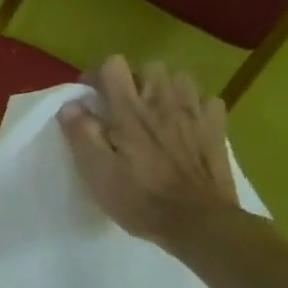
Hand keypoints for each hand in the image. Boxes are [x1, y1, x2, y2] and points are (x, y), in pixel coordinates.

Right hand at [59, 56, 236, 246]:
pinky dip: (194, 107)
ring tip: (155, 114)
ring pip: (179, 78)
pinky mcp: (216, 127)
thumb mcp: (97, 173)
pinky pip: (206, 101)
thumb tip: (70, 105)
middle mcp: (163, 101)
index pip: (113, 66)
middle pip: (149, 67)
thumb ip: (81, 134)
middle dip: (133, 82)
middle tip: (123, 110)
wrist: (197, 221)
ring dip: (164, 90)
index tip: (91, 100)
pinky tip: (185, 126)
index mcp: (129, 111)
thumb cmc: (139, 199)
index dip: (98, 77)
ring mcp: (194, 112)